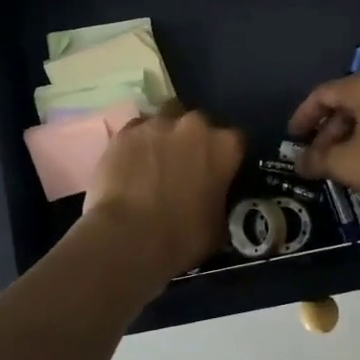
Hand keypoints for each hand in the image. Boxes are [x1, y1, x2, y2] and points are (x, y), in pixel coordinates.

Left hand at [84, 105, 245, 279]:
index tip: (217, 171)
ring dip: (162, 139)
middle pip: (197, 124)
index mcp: (225, 146)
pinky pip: (135, 133)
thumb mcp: (219, 226)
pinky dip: (135, 145)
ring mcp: (156, 125)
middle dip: (192, 140)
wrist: (130, 237)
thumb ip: (220, 200)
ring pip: (163, 123)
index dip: (224, 156)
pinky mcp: (125, 132)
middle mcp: (193, 125)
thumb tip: (213, 201)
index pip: (234, 140)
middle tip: (183, 166)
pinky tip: (129, 166)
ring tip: (152, 164)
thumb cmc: (183, 237)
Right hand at [287, 70, 359, 212]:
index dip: (303, 117)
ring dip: (349, 138)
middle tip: (317, 159)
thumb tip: (300, 162)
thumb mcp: (349, 164)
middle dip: (327, 132)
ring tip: (340, 165)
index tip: (292, 139)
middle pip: (347, 103)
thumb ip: (319, 160)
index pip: (323, 94)